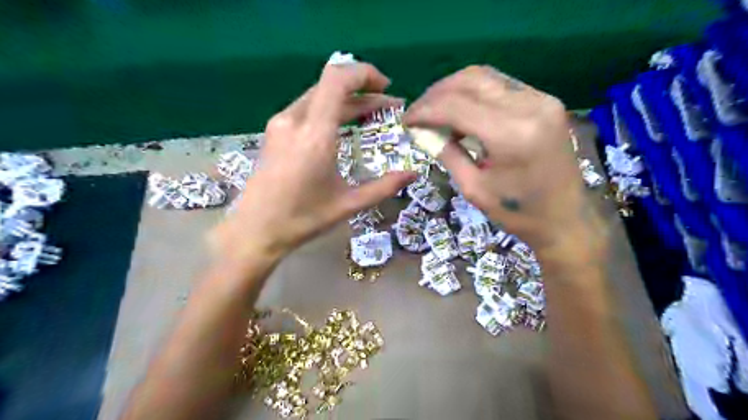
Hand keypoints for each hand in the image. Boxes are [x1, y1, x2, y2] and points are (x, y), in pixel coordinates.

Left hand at [211, 61, 414, 260]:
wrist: (255, 230)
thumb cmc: (302, 219)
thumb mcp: (348, 204)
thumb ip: (384, 186)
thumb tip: (414, 173)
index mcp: (315, 135)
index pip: (338, 80)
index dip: (365, 73)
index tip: (387, 88)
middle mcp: (295, 120)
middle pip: (331, 84)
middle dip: (363, 90)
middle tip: (388, 107)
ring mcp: (281, 123)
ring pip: (319, 95)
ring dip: (347, 100)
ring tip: (371, 115)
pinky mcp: (275, 131)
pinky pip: (307, 108)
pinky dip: (330, 108)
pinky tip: (343, 126)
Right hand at [407, 64, 586, 249]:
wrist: (565, 218)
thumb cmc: (517, 213)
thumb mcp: (473, 189)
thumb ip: (446, 153)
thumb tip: (423, 132)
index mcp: (511, 134)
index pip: (456, 105)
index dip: (425, 110)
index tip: (406, 120)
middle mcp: (529, 106)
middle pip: (470, 80)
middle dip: (437, 94)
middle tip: (418, 113)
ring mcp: (541, 100)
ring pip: (486, 77)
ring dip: (454, 90)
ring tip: (436, 111)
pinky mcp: (545, 102)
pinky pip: (501, 86)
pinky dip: (475, 94)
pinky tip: (463, 112)